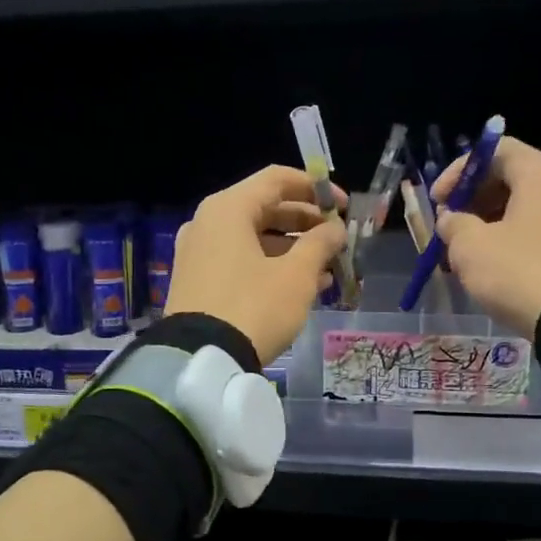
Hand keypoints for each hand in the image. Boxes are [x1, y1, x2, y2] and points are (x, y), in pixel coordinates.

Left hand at [165, 165, 346, 363]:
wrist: (201, 360)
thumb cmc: (254, 307)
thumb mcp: (296, 276)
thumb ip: (320, 244)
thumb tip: (335, 228)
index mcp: (228, 208)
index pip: (277, 179)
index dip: (316, 189)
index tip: (343, 207)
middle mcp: (207, 222)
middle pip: (265, 208)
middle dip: (306, 223)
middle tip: (337, 240)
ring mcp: (198, 252)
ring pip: (254, 238)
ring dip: (292, 249)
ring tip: (327, 269)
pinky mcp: (196, 280)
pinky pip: (239, 260)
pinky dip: (270, 266)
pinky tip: (301, 287)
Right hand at [432, 137, 540, 334]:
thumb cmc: (520, 272)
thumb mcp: (471, 248)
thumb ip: (453, 225)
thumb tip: (451, 219)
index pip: (494, 150)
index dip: (459, 171)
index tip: (438, 201)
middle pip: (513, 176)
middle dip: (475, 198)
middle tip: (451, 225)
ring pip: (528, 205)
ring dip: (494, 220)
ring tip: (471, 250)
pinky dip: (518, 236)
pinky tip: (500, 264)